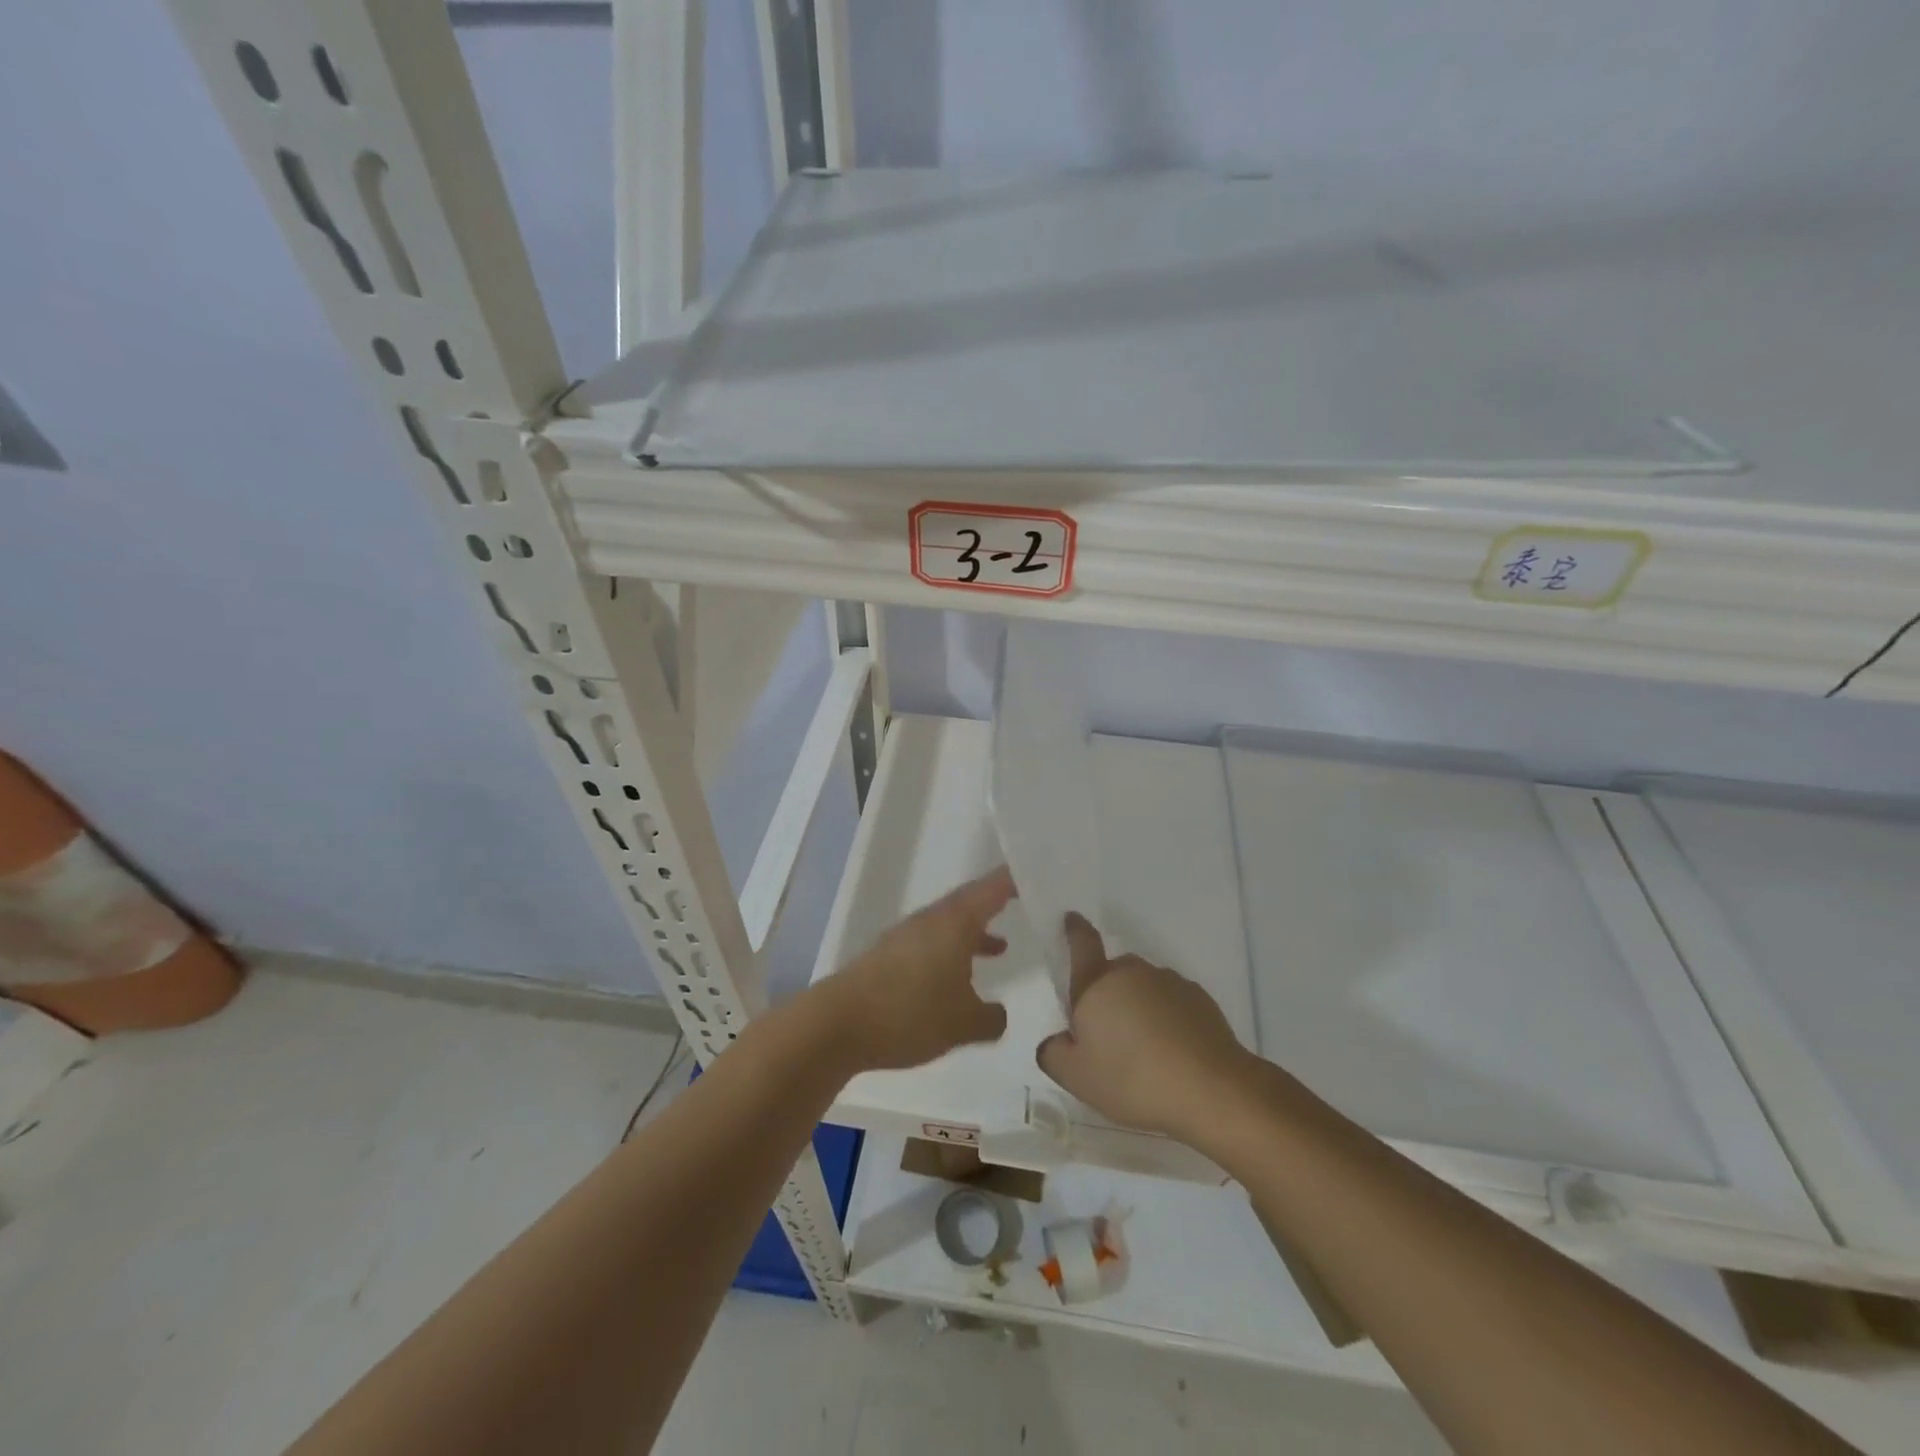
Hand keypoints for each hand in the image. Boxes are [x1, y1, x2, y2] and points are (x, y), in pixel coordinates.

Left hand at [824, 867, 1013, 1072]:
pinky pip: (932, 943)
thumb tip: (999, 1013)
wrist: (837, 1024)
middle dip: (996, 903)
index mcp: (955, 922)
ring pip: (950, 925)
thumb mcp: (963, 1024)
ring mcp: (906, 936)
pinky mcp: (889, 956)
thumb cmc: (909, 1013)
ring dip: (974, 932)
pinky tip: (956, 979)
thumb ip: (991, 1018)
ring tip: (1001, 946)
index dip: (1015, 880)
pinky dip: (952, 951)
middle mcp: (931, 920)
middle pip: (969, 902)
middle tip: (1025, 903)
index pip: (992, 888)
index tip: (1036, 873)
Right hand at [1037, 913, 1252, 1138]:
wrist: (1212, 1091)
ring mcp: (1170, 983)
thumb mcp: (1077, 1078)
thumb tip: (1056, 1040)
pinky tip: (1173, 1054)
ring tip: (1145, 1053)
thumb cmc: (1133, 1080)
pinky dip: (1168, 1019)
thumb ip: (1054, 1053)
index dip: (1074, 930)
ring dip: (1139, 1008)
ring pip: (1144, 988)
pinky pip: (1173, 1003)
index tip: (1072, 919)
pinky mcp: (1200, 1000)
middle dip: (1107, 994)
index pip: (1082, 944)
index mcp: (1097, 983)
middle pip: (1112, 973)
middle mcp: (1133, 972)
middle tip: (1108, 1036)